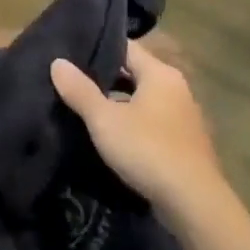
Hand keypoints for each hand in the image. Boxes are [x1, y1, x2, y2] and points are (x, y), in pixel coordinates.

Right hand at [51, 40, 238, 227]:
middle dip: (105, 77)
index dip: (98, 48)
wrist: (192, 201)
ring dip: (118, 102)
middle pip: (135, 73)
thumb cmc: (147, 149)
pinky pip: (151, 120)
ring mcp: (182, 116)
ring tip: (85, 107)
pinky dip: (132, 122)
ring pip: (143, 99)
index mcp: (161, 74)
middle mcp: (176, 88)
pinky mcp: (183, 141)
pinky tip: (111, 134)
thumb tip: (57, 62)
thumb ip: (80, 90)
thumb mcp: (105, 120)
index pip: (126, 48)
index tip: (71, 53)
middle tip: (71, 80)